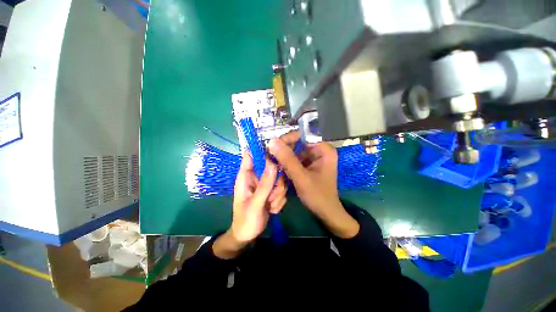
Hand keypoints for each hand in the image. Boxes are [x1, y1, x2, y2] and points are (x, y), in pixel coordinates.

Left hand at [213, 151, 286, 258]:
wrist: (248, 236)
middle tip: (272, 196)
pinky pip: (282, 189)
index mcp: (246, 176)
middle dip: (276, 183)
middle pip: (273, 167)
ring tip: (270, 205)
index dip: (262, 149)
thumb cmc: (246, 220)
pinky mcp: (272, 191)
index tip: (276, 152)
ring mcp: (265, 184)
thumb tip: (273, 163)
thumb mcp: (255, 203)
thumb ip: (264, 184)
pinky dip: (279, 200)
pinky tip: (272, 209)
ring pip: (280, 179)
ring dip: (278, 194)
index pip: (251, 155)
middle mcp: (256, 177)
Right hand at [268, 131, 358, 237]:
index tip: (272, 147)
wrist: (326, 213)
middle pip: (298, 144)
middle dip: (284, 151)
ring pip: (295, 152)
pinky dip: (288, 164)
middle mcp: (320, 150)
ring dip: (284, 159)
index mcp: (324, 150)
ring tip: (274, 165)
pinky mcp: (310, 165)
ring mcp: (315, 158)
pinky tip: (281, 170)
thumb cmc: (317, 196)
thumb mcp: (301, 177)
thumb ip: (287, 159)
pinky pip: (296, 160)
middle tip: (271, 158)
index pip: (302, 136)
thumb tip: (272, 141)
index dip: (286, 139)